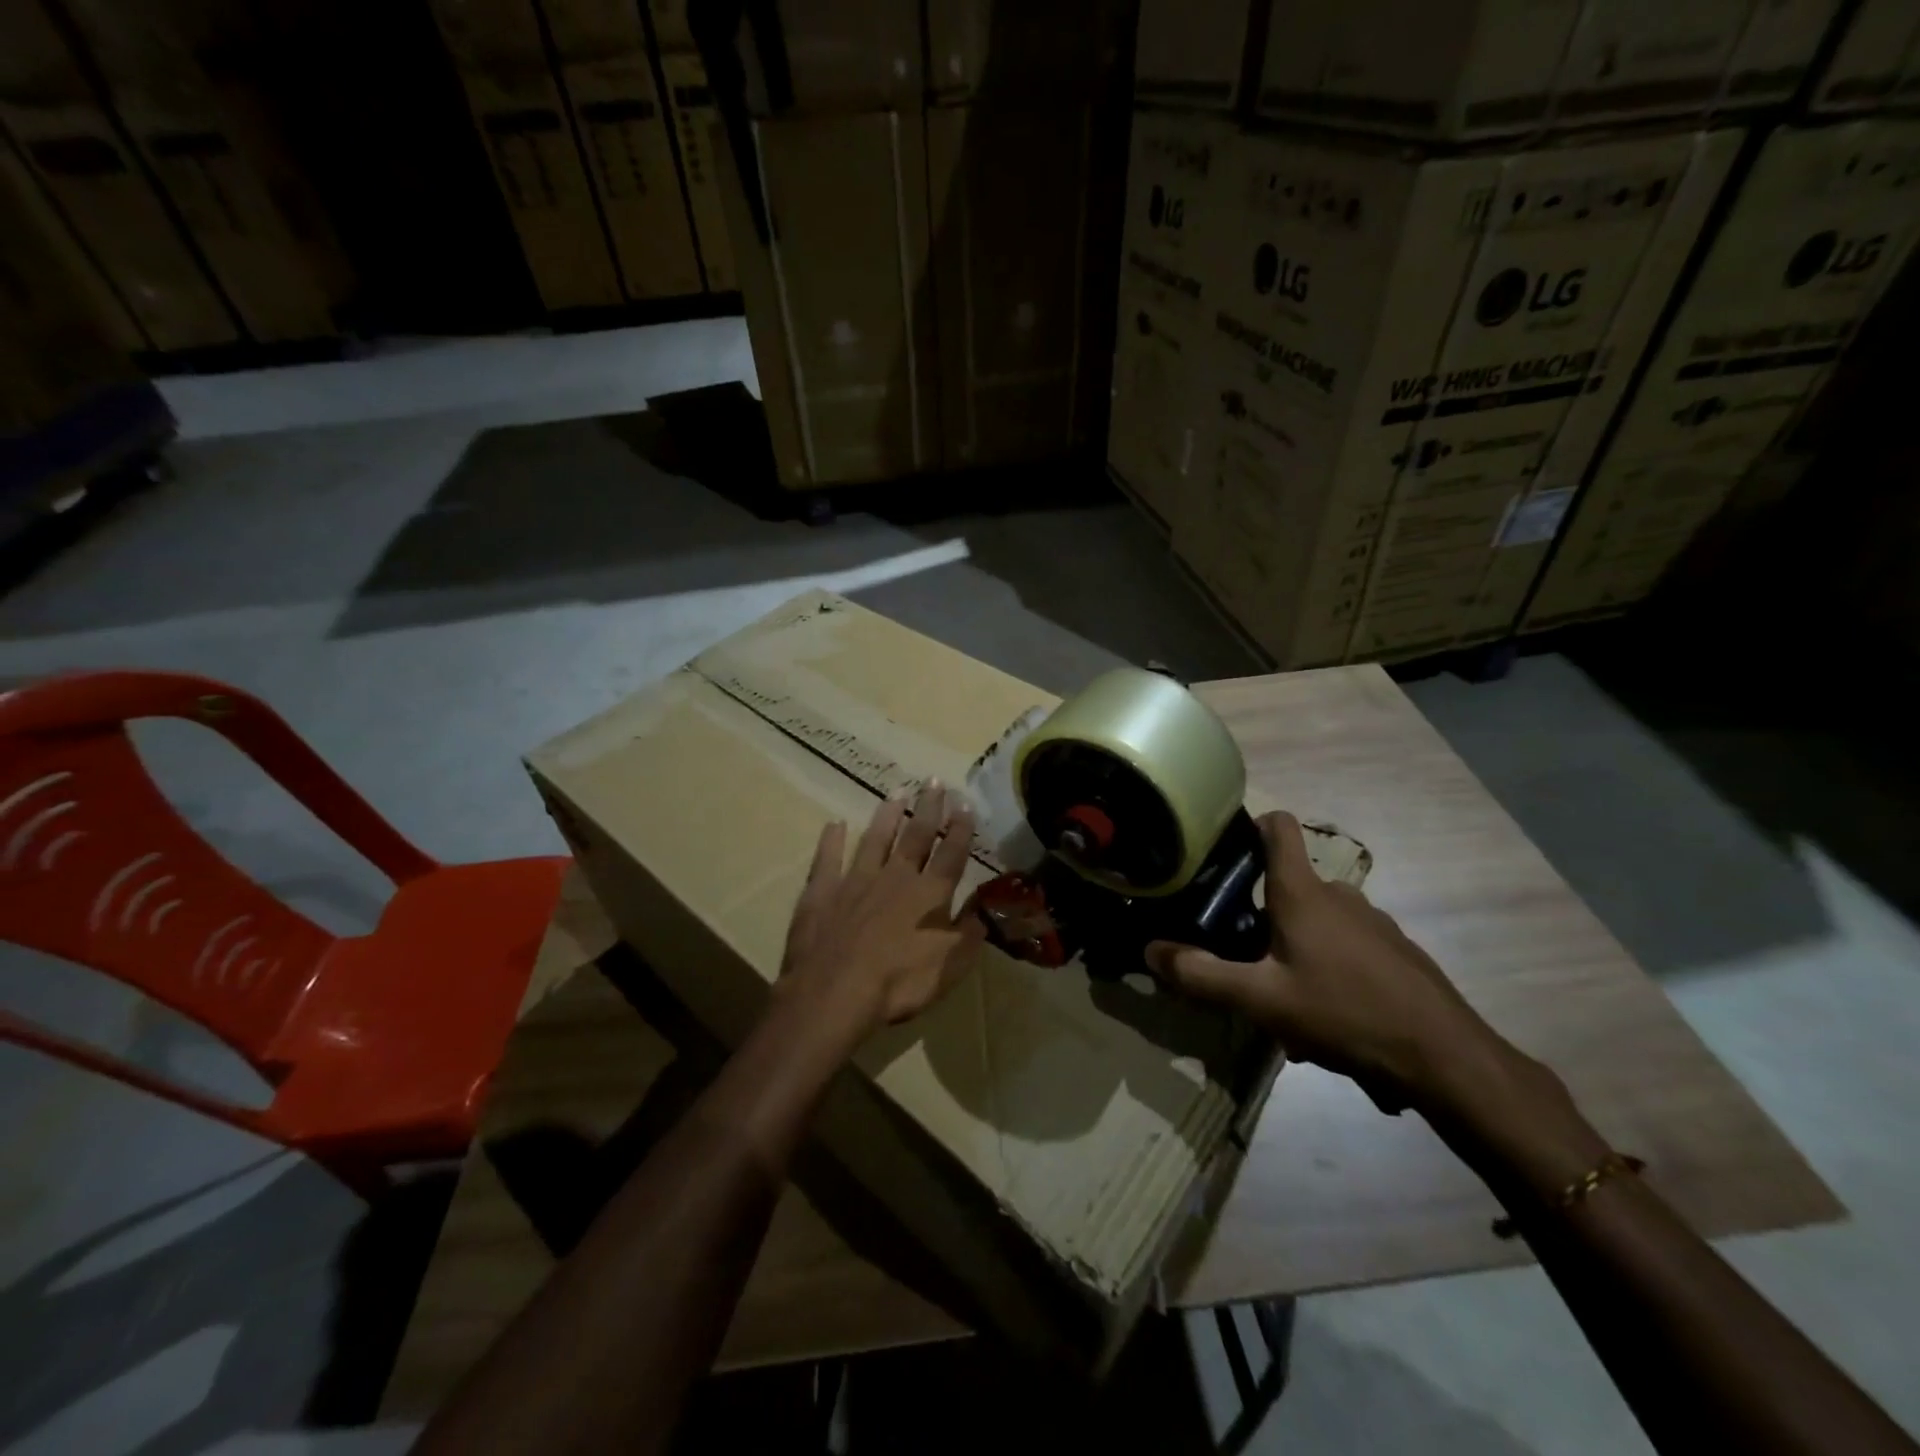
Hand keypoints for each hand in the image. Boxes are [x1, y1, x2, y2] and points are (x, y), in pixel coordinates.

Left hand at [778, 781, 985, 1036]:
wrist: (835, 992)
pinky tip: (834, 824)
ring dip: (886, 816)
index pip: (951, 854)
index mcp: (929, 895)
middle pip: (915, 836)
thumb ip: (968, 934)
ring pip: (875, 840)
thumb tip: (984, 912)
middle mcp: (895, 878)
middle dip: (927, 809)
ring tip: (896, 793)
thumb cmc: (899, 984)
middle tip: (932, 781)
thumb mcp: (950, 966)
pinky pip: (828, 859)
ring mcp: (855, 881)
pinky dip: (831, 841)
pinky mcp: (822, 892)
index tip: (964, 803)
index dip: (960, 829)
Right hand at [1146, 811, 1511, 1114]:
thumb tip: (1150, 950)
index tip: (1223, 850)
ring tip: (1285, 1001)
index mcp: (1303, 893)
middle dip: (1261, 915)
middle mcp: (1340, 895)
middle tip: (1242, 958)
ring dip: (1295, 949)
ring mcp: (1373, 922)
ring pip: (1317, 922)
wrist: (1446, 1058)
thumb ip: (1201, 975)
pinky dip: (1328, 969)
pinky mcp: (1397, 952)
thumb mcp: (1261, 1001)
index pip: (1277, 827)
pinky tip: (1329, 1018)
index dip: (1249, 825)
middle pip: (1289, 884)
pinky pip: (1347, 947)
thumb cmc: (1345, 1013)